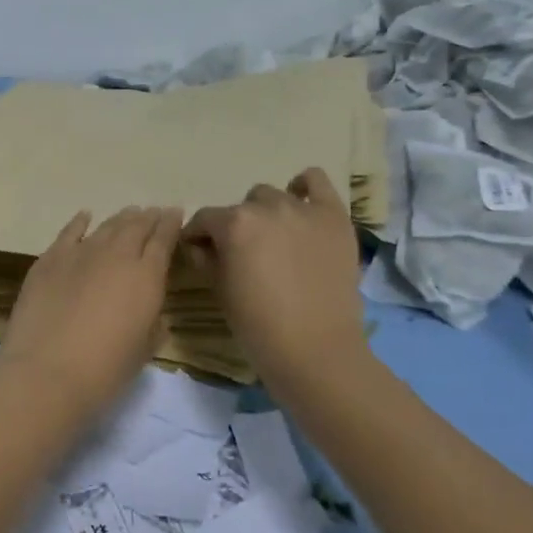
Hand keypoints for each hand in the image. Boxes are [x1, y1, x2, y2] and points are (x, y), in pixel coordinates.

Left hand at [0, 206, 182, 415]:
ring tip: (130, 213)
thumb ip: (153, 326)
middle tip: (154, 213)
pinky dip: (80, 222)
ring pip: (107, 226)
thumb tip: (154, 315)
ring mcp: (81, 253)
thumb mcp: (143, 351)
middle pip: (136, 227)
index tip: (176, 213)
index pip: (163, 240)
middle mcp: (116, 255)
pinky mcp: (50, 259)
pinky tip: (86, 216)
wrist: (46, 371)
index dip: (171, 224)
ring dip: (121, 218)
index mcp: (146, 277)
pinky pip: (70, 232)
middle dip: (148, 218)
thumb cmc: (104, 370)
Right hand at [182, 168, 368, 391]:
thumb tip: (199, 244)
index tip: (199, 252)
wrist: (317, 351)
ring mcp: (303, 209)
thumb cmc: (259, 326)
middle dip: (237, 227)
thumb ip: (205, 258)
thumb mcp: (219, 291)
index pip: (205, 219)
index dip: (198, 236)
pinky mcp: (334, 217)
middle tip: (245, 255)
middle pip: (241, 208)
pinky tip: (301, 205)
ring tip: (276, 240)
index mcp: (234, 224)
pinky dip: (305, 187)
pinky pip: (317, 181)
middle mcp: (267, 207)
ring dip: (267, 214)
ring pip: (274, 196)